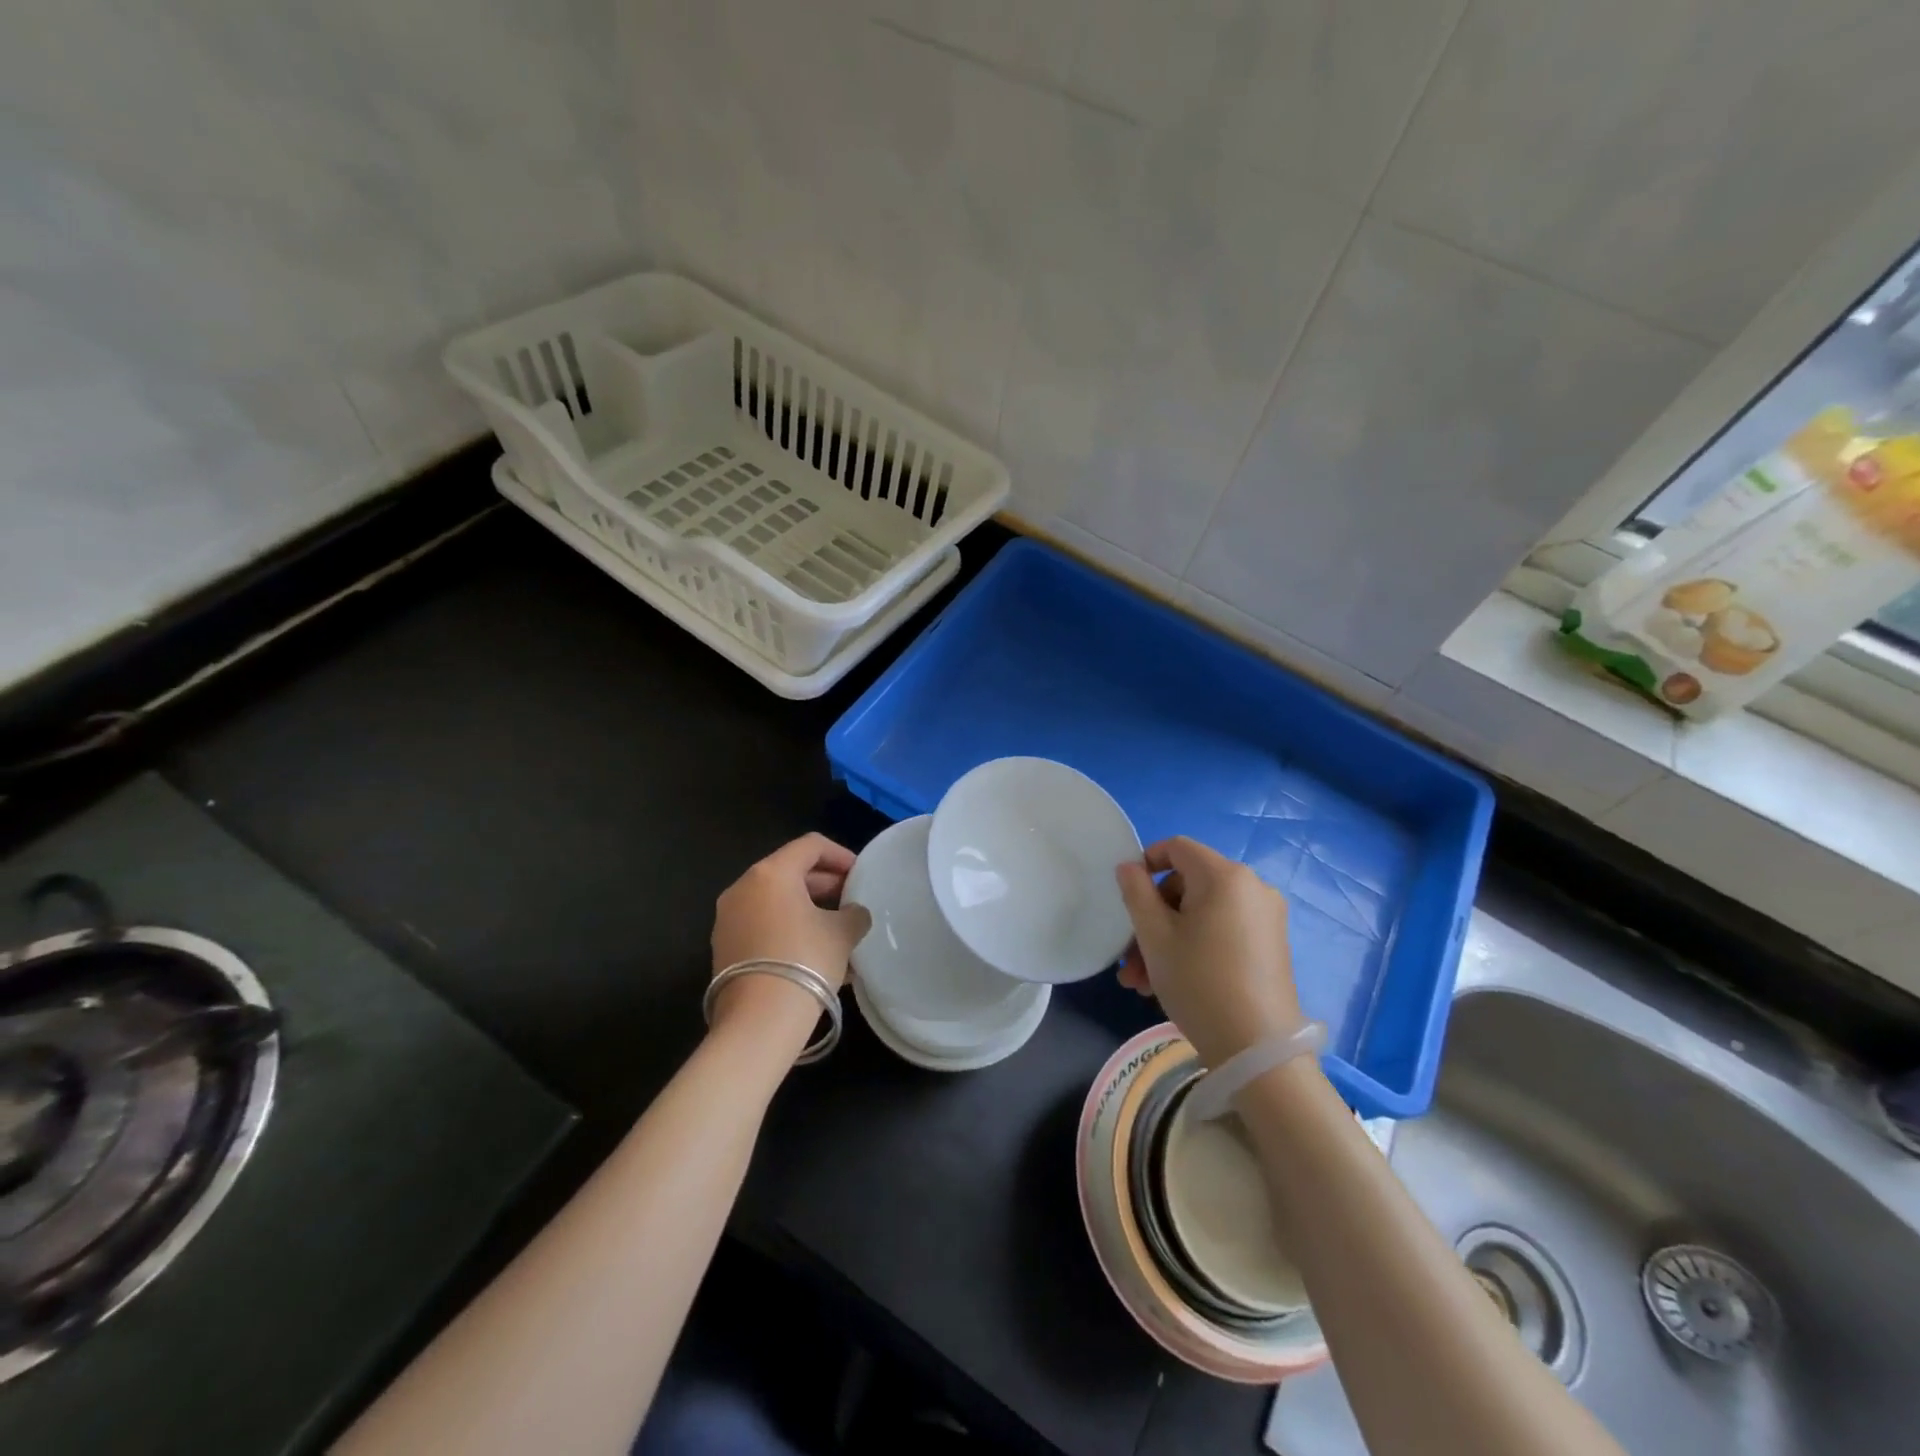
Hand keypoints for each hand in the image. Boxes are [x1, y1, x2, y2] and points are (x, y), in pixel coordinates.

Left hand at [710, 834, 870, 1029]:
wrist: (759, 1021)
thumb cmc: (805, 961)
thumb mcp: (842, 933)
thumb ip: (854, 914)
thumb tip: (853, 913)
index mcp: (771, 873)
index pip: (811, 846)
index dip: (841, 855)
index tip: (860, 874)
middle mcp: (743, 887)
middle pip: (790, 871)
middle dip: (825, 884)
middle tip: (851, 902)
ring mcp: (728, 918)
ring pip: (776, 901)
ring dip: (808, 910)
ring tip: (838, 932)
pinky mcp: (724, 947)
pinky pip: (763, 925)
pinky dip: (789, 929)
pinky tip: (815, 955)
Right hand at [1115, 836, 1303, 1068]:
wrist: (1258, 1050)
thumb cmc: (1199, 982)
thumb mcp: (1155, 936)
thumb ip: (1136, 892)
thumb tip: (1129, 867)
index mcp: (1225, 876)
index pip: (1177, 847)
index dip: (1146, 863)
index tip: (1126, 896)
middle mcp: (1252, 887)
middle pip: (1187, 886)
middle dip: (1152, 918)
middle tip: (1129, 959)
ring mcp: (1266, 917)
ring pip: (1202, 914)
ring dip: (1167, 940)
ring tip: (1142, 983)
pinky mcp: (1271, 945)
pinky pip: (1223, 930)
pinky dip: (1195, 946)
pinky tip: (1170, 983)